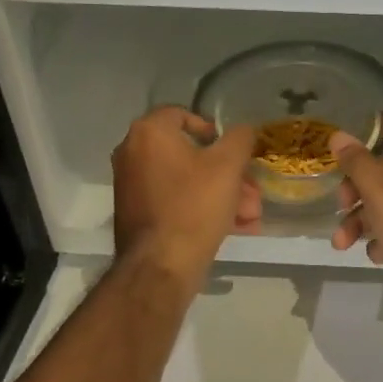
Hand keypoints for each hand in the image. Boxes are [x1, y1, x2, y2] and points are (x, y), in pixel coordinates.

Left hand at [112, 108, 260, 291]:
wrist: (160, 267)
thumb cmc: (194, 205)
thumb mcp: (228, 166)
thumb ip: (240, 138)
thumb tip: (242, 131)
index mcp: (148, 133)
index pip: (182, 115)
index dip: (212, 129)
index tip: (232, 150)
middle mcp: (132, 154)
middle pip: (190, 154)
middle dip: (228, 173)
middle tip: (251, 191)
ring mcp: (131, 186)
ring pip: (187, 180)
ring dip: (222, 193)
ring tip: (250, 215)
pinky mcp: (137, 214)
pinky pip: (175, 201)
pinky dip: (202, 208)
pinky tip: (234, 227)